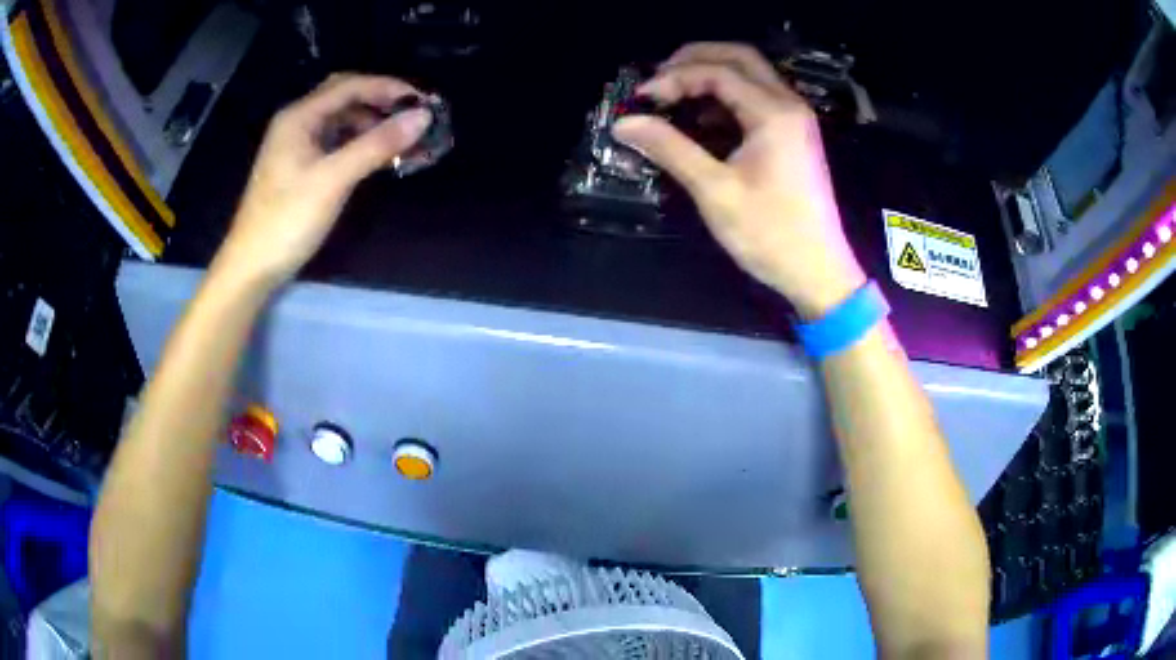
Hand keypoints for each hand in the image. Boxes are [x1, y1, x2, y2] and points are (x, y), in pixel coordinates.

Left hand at [216, 74, 432, 284]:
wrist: (251, 267)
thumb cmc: (287, 220)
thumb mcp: (334, 179)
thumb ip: (376, 144)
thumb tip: (422, 116)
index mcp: (299, 117)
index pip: (350, 85)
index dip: (388, 88)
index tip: (423, 102)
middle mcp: (297, 123)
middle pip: (345, 98)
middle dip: (381, 103)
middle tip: (413, 117)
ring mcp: (297, 146)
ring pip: (341, 121)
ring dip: (372, 125)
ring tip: (402, 140)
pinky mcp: (300, 167)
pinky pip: (336, 143)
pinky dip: (360, 144)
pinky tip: (378, 158)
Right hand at [614, 43, 865, 318]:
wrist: (818, 272)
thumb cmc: (770, 234)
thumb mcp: (715, 191)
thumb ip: (670, 148)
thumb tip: (625, 122)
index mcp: (774, 113)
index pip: (718, 72)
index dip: (674, 78)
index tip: (642, 99)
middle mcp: (789, 105)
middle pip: (740, 57)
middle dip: (694, 59)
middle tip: (659, 78)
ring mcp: (795, 119)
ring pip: (751, 75)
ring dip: (711, 74)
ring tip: (673, 93)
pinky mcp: (794, 135)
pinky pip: (757, 98)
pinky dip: (726, 96)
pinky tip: (701, 117)